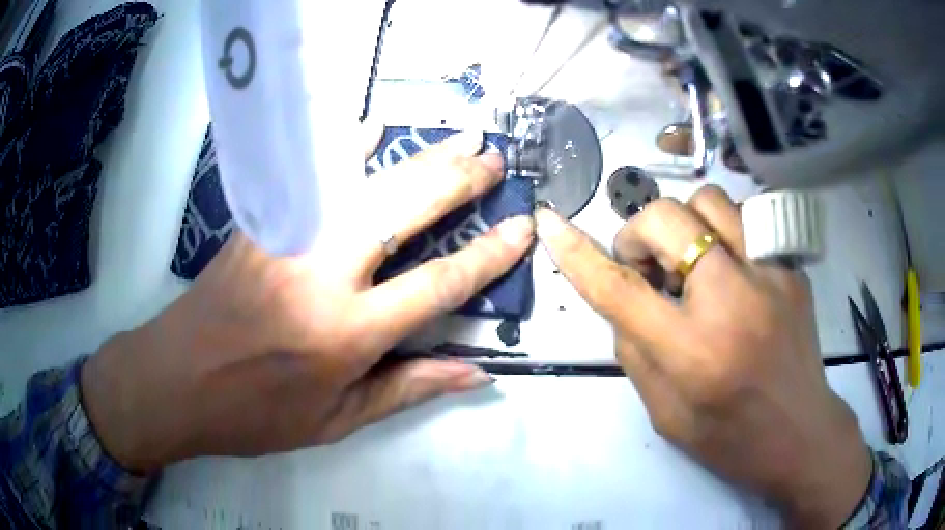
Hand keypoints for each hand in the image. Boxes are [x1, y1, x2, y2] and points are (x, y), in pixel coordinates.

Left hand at [81, 130, 534, 471]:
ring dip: (414, 157)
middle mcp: (321, 273)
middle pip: (403, 211)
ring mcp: (285, 238)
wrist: (176, 380)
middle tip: (492, 160)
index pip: (438, 285)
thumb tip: (475, 372)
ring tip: (455, 140)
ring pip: (362, 182)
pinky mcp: (258, 224)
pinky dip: (344, 149)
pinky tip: (369, 128)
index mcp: (345, 333)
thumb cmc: (255, 414)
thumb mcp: (336, 420)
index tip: (521, 230)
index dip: (487, 256)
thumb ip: (407, 388)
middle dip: (456, 182)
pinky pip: (309, 177)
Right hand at [535, 186, 870, 527]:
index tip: (549, 224)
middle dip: (639, 233)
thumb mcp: (666, 413)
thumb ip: (636, 351)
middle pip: (666, 219)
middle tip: (648, 267)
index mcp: (692, 352)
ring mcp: (770, 275)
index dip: (577, 254)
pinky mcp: (791, 268)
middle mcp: (733, 301)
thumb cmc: (730, 438)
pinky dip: (723, 235)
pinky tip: (729, 271)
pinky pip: (745, 222)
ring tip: (690, 262)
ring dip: (684, 225)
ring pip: (710, 200)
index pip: (620, 289)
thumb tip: (625, 300)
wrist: (801, 434)